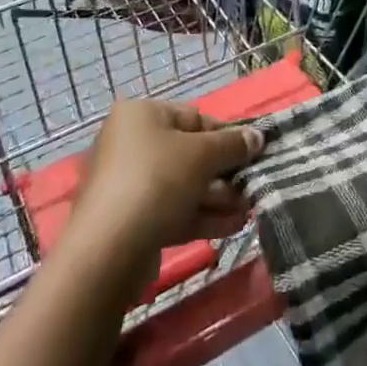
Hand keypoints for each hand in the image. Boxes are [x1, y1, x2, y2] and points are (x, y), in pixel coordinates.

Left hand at [67, 100, 264, 281]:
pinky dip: (202, 216)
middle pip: (189, 153)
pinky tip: (233, 226)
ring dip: (218, 197)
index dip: (226, 134)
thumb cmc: (156, 180)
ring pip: (183, 185)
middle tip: (252, 186)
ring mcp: (130, 184)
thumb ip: (233, 144)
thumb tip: (257, 137)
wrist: (110, 249)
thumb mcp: (202, 155)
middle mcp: (131, 144)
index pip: (193, 117)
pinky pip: (174, 210)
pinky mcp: (133, 220)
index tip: (252, 152)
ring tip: (249, 210)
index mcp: (140, 115)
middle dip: (224, 172)